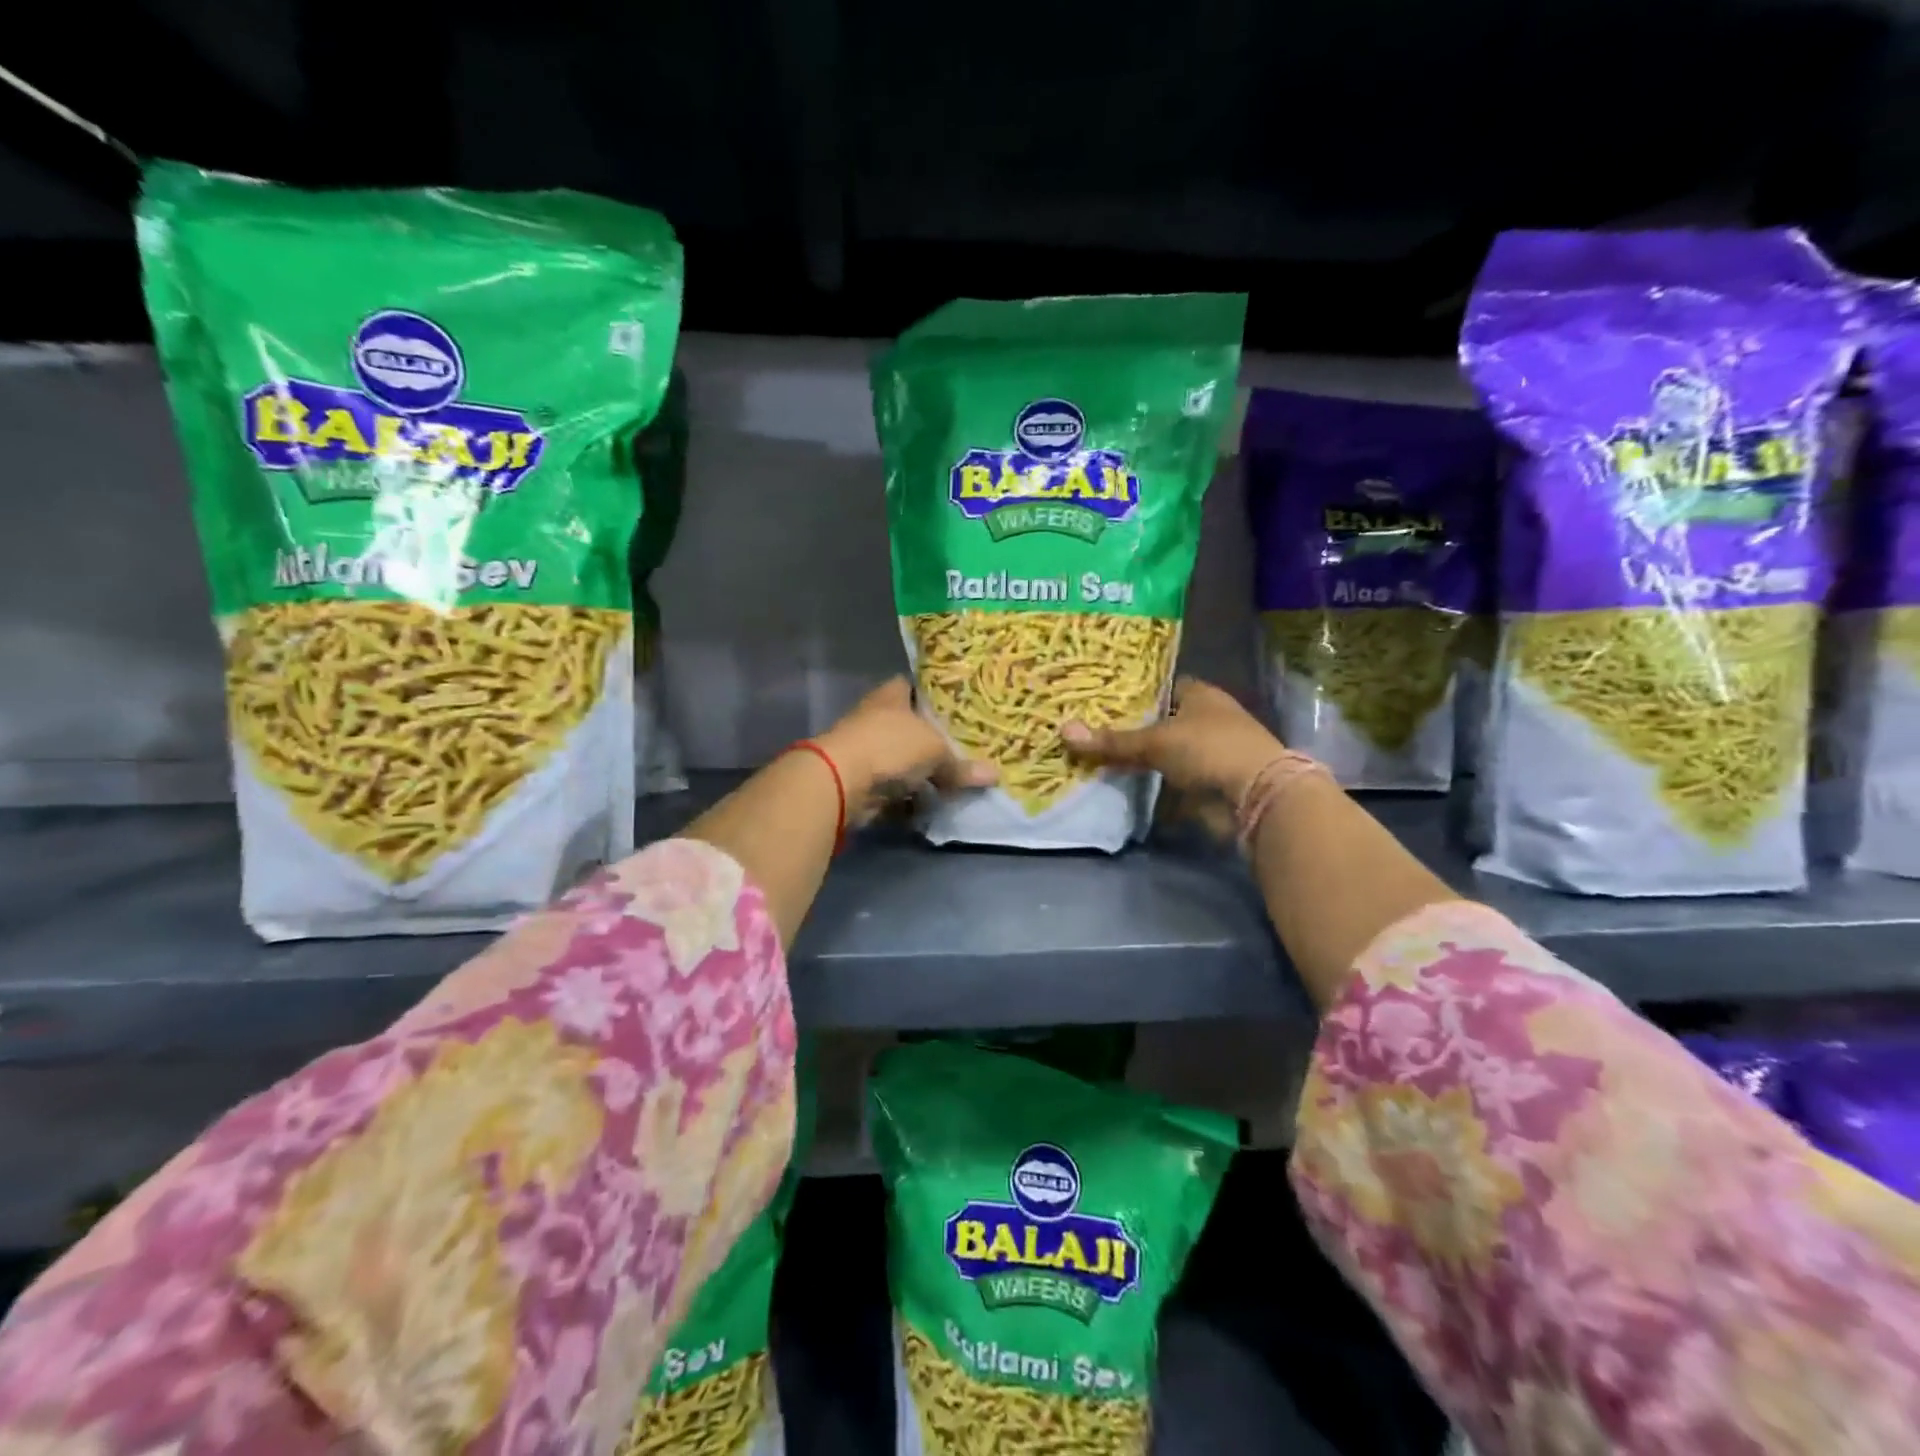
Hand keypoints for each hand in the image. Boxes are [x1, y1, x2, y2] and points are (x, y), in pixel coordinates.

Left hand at [814, 677, 996, 821]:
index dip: (932, 695)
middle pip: (908, 725)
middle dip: (930, 739)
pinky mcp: (860, 779)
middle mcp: (876, 716)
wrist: (841, 780)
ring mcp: (865, 748)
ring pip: (900, 758)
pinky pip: (892, 786)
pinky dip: (907, 796)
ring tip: (951, 781)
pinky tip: (928, 803)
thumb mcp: (935, 751)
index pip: (913, 686)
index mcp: (892, 695)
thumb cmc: (890, 746)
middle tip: (961, 749)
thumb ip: (961, 764)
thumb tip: (994, 775)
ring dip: (919, 771)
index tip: (955, 708)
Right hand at [1061, 677, 1282, 803]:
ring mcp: (1209, 754)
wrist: (1256, 796)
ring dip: (1141, 761)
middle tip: (1091, 730)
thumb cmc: (1209, 749)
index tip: (1102, 699)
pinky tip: (1121, 787)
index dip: (1135, 692)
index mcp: (1200, 695)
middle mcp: (1207, 720)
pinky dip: (1152, 787)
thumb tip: (1063, 731)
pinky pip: (1170, 783)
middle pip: (1162, 722)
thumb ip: (1112, 740)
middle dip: (1132, 729)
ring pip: (1165, 754)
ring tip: (1097, 758)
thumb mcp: (1155, 741)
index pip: (1163, 686)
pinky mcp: (1208, 785)